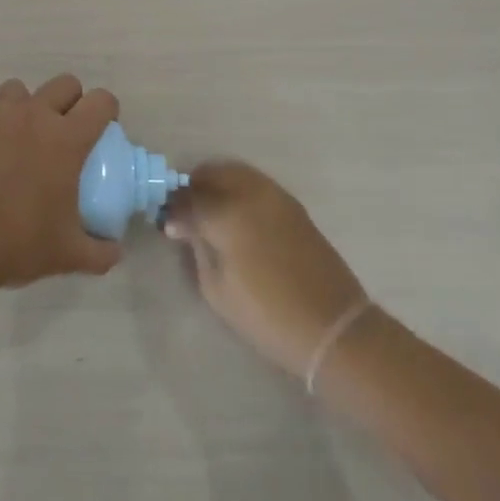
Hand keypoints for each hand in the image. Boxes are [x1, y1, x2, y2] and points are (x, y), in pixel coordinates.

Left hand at [0, 75, 123, 293]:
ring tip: (30, 135)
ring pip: (25, 90)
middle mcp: (34, 116)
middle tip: (69, 133)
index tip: (104, 131)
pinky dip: (3, 120)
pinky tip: (0, 151)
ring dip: (33, 104)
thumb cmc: (17, 243)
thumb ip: (100, 252)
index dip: (108, 111)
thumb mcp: (67, 255)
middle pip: (65, 84)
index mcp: (66, 139)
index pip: (100, 101)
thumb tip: (115, 250)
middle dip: (73, 102)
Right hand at [163, 161, 366, 377]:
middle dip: (194, 189)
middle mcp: (250, 194)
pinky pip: (256, 184)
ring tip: (211, 213)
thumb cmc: (267, 315)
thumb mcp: (216, 289)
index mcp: (226, 213)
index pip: (187, 198)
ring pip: (235, 172)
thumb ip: (196, 248)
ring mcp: (275, 196)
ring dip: (217, 185)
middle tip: (186, 214)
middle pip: (211, 174)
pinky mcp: (293, 206)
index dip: (172, 209)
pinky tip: (236, 217)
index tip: (167, 223)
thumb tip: (185, 226)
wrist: (333, 328)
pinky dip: (239, 191)